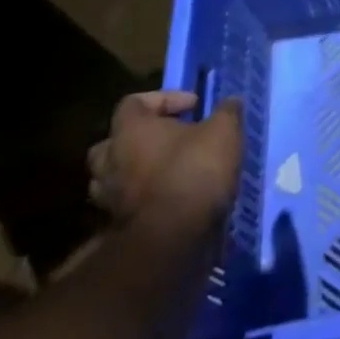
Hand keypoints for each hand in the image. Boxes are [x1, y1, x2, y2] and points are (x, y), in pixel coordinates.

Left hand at [87, 91, 242, 238]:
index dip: (164, 98)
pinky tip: (171, 198)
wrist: (172, 240)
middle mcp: (111, 161)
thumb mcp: (224, 130)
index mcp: (130, 130)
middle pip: (113, 142)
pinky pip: (126, 204)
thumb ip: (226, 111)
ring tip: (167, 170)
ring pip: (114, 177)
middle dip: (139, 138)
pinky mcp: (117, 228)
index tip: (193, 106)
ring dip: (137, 171)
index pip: (133, 102)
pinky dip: (143, 199)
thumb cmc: (193, 171)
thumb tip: (230, 103)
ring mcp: (109, 198)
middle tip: (169, 139)